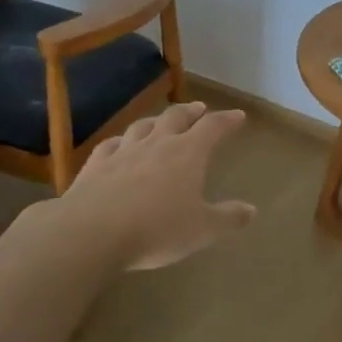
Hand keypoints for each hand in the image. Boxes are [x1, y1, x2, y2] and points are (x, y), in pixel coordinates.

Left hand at [61, 101, 257, 269]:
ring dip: (156, 121)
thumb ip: (228, 218)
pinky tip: (119, 144)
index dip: (227, 120)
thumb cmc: (156, 229)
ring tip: (161, 122)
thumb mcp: (202, 230)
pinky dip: (121, 141)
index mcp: (188, 153)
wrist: (91, 232)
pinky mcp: (95, 166)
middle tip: (199, 109)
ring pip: (143, 126)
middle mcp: (157, 144)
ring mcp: (123, 152)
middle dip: (191, 112)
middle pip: (176, 117)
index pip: (213, 127)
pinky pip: (111, 145)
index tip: (238, 115)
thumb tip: (251, 210)